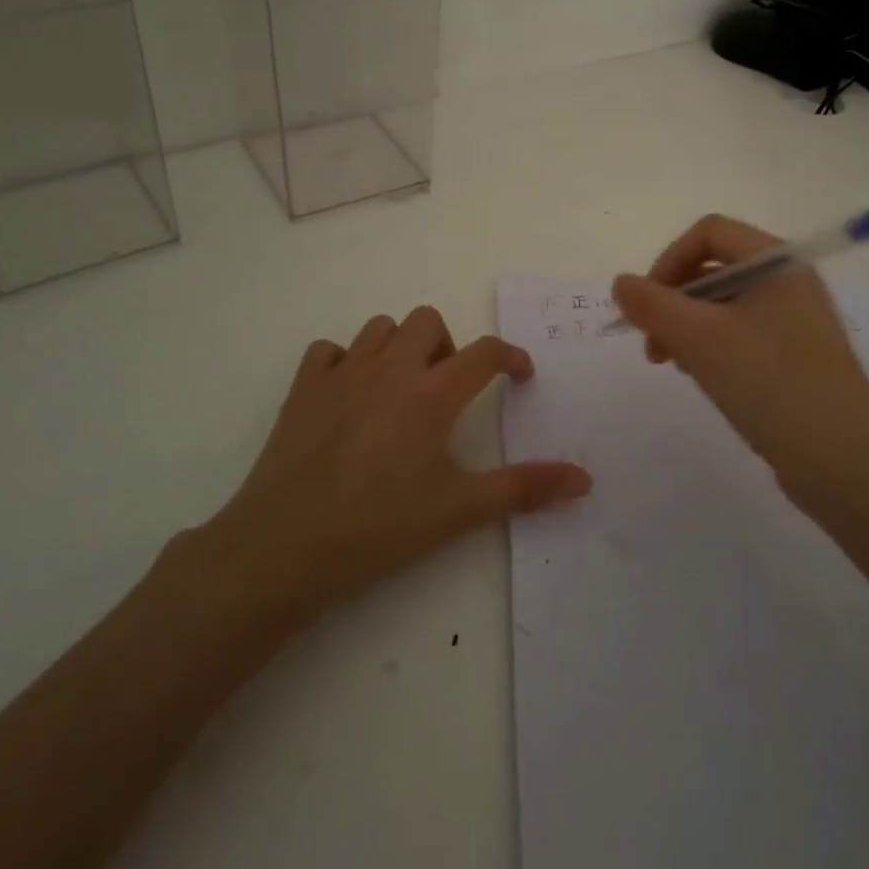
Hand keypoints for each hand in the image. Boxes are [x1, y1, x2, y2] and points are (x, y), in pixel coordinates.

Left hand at [189, 306, 590, 626]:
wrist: (284, 547)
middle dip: (447, 346)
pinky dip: (346, 362)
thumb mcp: (459, 511)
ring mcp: (341, 374)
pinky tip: (349, 397)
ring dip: (399, 348)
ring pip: (379, 328)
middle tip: (447, 391)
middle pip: (428, 321)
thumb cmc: (379, 528)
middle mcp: (389, 370)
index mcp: (430, 395)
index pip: (484, 353)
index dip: (510, 357)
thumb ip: (524, 489)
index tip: (519, 375)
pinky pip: (329, 351)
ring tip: (401, 391)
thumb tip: (584, 479)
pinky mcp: (303, 388)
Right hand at [611, 214, 868, 510]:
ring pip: (723, 306)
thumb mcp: (700, 339)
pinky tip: (700, 377)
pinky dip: (711, 347)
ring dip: (686, 327)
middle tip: (651, 345)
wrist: (843, 464)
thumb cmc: (770, 384)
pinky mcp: (795, 357)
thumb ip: (653, 305)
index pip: (710, 233)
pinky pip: (740, 335)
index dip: (669, 260)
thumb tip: (620, 283)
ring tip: (672, 365)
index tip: (646, 305)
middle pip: (714, 269)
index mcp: (778, 262)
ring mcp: (795, 321)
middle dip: (673, 301)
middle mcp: (790, 282)